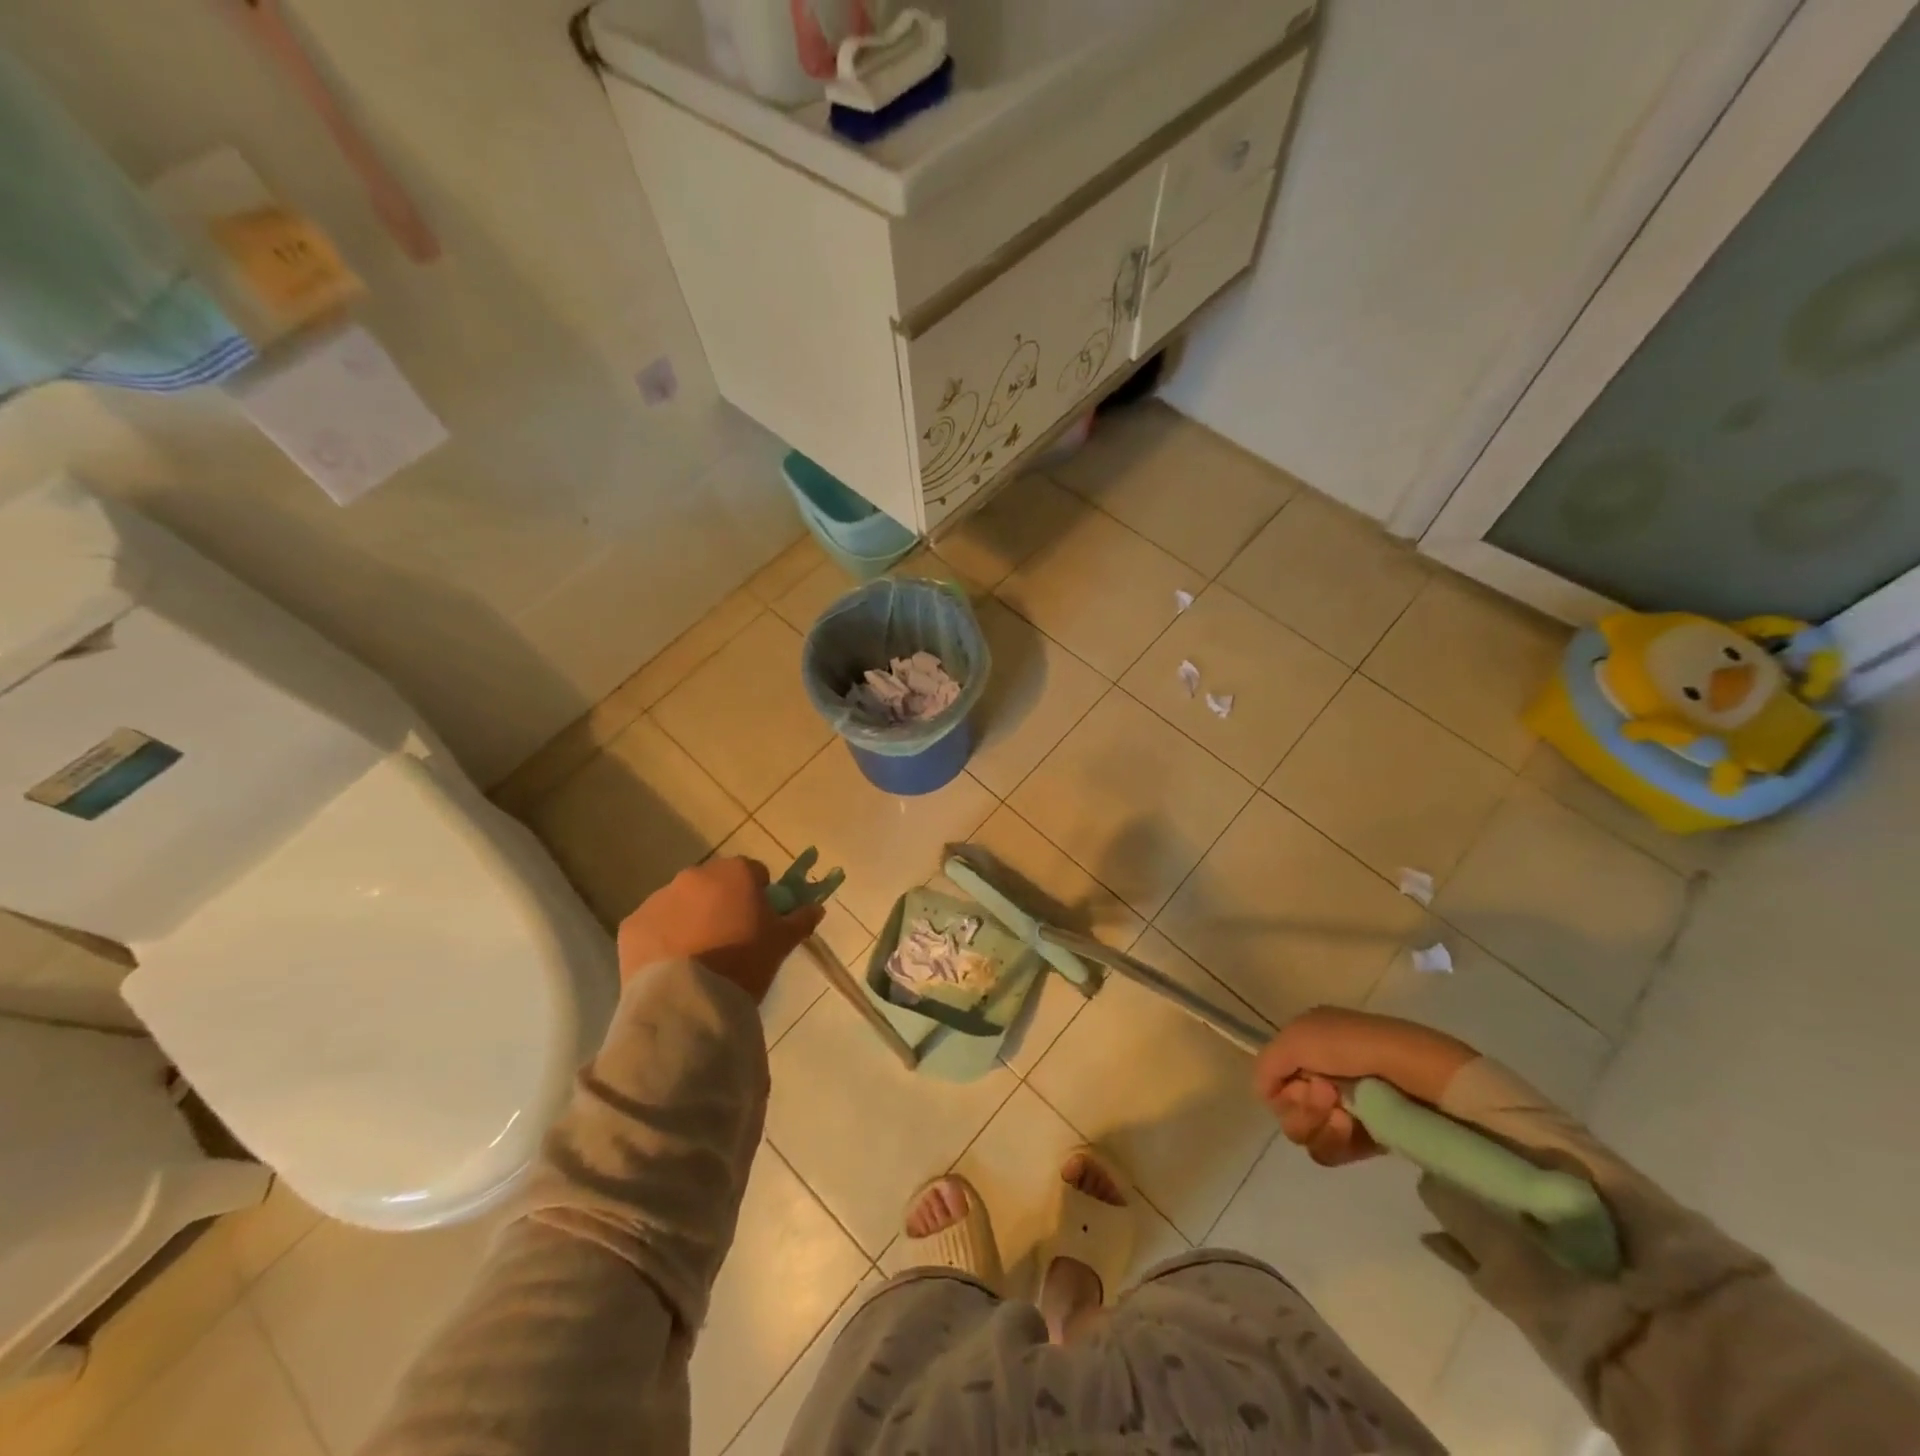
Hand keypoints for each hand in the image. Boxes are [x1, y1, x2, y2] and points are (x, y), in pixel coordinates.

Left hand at [617, 857, 825, 1003]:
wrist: (689, 1002)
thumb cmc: (745, 963)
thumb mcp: (782, 943)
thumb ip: (801, 919)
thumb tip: (816, 907)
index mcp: (735, 872)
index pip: (754, 872)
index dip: (759, 894)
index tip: (760, 920)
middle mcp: (695, 875)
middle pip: (714, 884)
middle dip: (721, 903)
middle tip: (730, 938)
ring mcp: (659, 898)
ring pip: (681, 903)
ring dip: (690, 918)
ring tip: (698, 957)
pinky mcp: (632, 924)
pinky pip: (654, 926)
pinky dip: (663, 938)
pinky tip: (673, 966)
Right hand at [1254, 1007, 1477, 1165]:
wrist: (1418, 1075)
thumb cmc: (1355, 1047)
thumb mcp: (1297, 1038)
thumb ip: (1267, 1064)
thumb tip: (1265, 1094)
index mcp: (1307, 1045)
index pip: (1273, 1079)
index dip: (1281, 1085)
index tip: (1302, 1082)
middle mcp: (1322, 1075)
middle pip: (1286, 1109)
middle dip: (1301, 1106)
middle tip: (1328, 1095)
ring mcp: (1345, 1108)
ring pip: (1305, 1133)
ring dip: (1318, 1125)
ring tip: (1345, 1115)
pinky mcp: (1367, 1138)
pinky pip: (1330, 1152)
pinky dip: (1336, 1143)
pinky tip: (1354, 1129)